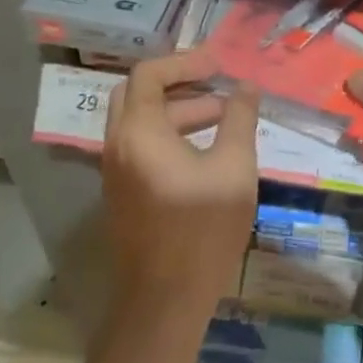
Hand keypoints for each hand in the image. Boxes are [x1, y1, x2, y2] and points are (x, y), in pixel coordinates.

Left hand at [102, 48, 258, 320]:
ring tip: (223, 115)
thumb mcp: (234, 167)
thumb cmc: (203, 229)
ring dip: (178, 109)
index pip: (149, 74)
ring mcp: (116, 172)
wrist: (165, 301)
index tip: (220, 65)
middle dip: (178, 81)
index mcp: (140, 133)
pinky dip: (170, 133)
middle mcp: (118, 146)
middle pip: (137, 93)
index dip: (185, 61)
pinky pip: (141, 146)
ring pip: (140, 121)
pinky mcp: (124, 193)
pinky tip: (207, 149)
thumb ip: (239, 119)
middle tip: (215, 81)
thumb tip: (246, 86)